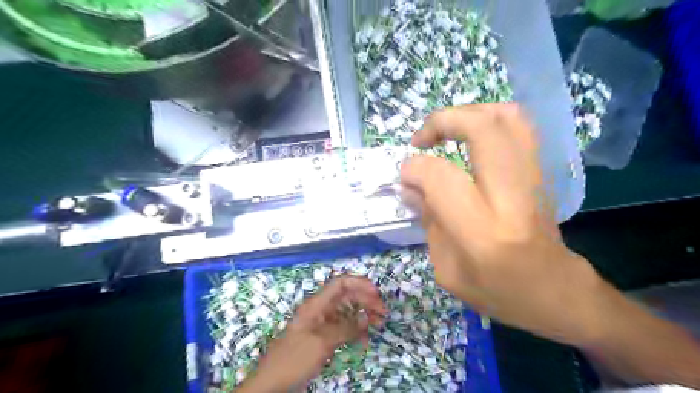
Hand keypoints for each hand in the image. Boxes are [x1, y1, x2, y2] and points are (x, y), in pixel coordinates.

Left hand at [238, 276, 384, 391]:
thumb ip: (345, 328)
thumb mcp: (321, 342)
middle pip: (347, 297)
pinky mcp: (323, 338)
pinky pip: (343, 329)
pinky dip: (355, 331)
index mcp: (316, 304)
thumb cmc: (294, 358)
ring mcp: (322, 324)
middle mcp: (320, 310)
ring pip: (347, 313)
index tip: (377, 293)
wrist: (271, 383)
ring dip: (363, 316)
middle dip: (366, 301)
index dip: (360, 283)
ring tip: (378, 324)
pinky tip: (364, 339)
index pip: (341, 284)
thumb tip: (367, 317)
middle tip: (383, 312)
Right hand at [399, 103, 607, 345]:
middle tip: (421, 140)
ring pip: (505, 116)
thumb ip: (427, 221)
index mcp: (482, 231)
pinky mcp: (541, 172)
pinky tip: (469, 138)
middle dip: (442, 122)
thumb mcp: (447, 269)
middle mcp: (511, 196)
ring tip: (444, 133)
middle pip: (481, 128)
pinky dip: (487, 119)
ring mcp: (533, 178)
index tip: (405, 176)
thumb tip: (408, 186)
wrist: (556, 291)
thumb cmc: (498, 291)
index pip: (441, 177)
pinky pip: (518, 126)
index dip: (414, 168)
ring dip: (466, 114)